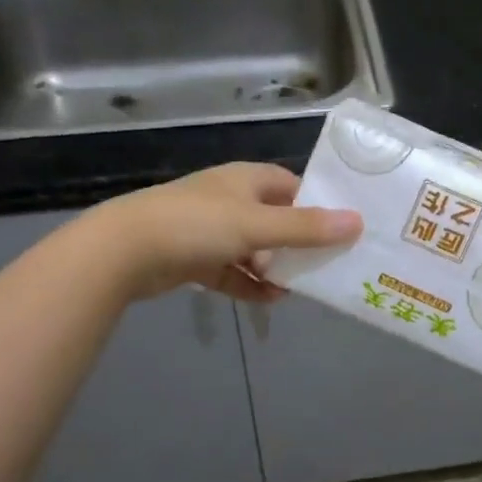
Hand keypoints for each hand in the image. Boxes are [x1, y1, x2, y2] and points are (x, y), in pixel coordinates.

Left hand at [93, 163, 360, 302]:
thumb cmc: (196, 225)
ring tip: (302, 287)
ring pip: (255, 248)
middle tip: (329, 264)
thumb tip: (357, 223)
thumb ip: (306, 228)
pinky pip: (232, 271)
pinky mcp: (195, 258)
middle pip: (276, 219)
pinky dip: (250, 284)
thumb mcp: (257, 225)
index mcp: (246, 180)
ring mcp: (210, 230)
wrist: (124, 251)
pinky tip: (271, 301)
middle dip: (299, 242)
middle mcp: (230, 200)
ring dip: (275, 267)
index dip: (317, 204)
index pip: (292, 186)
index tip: (342, 227)